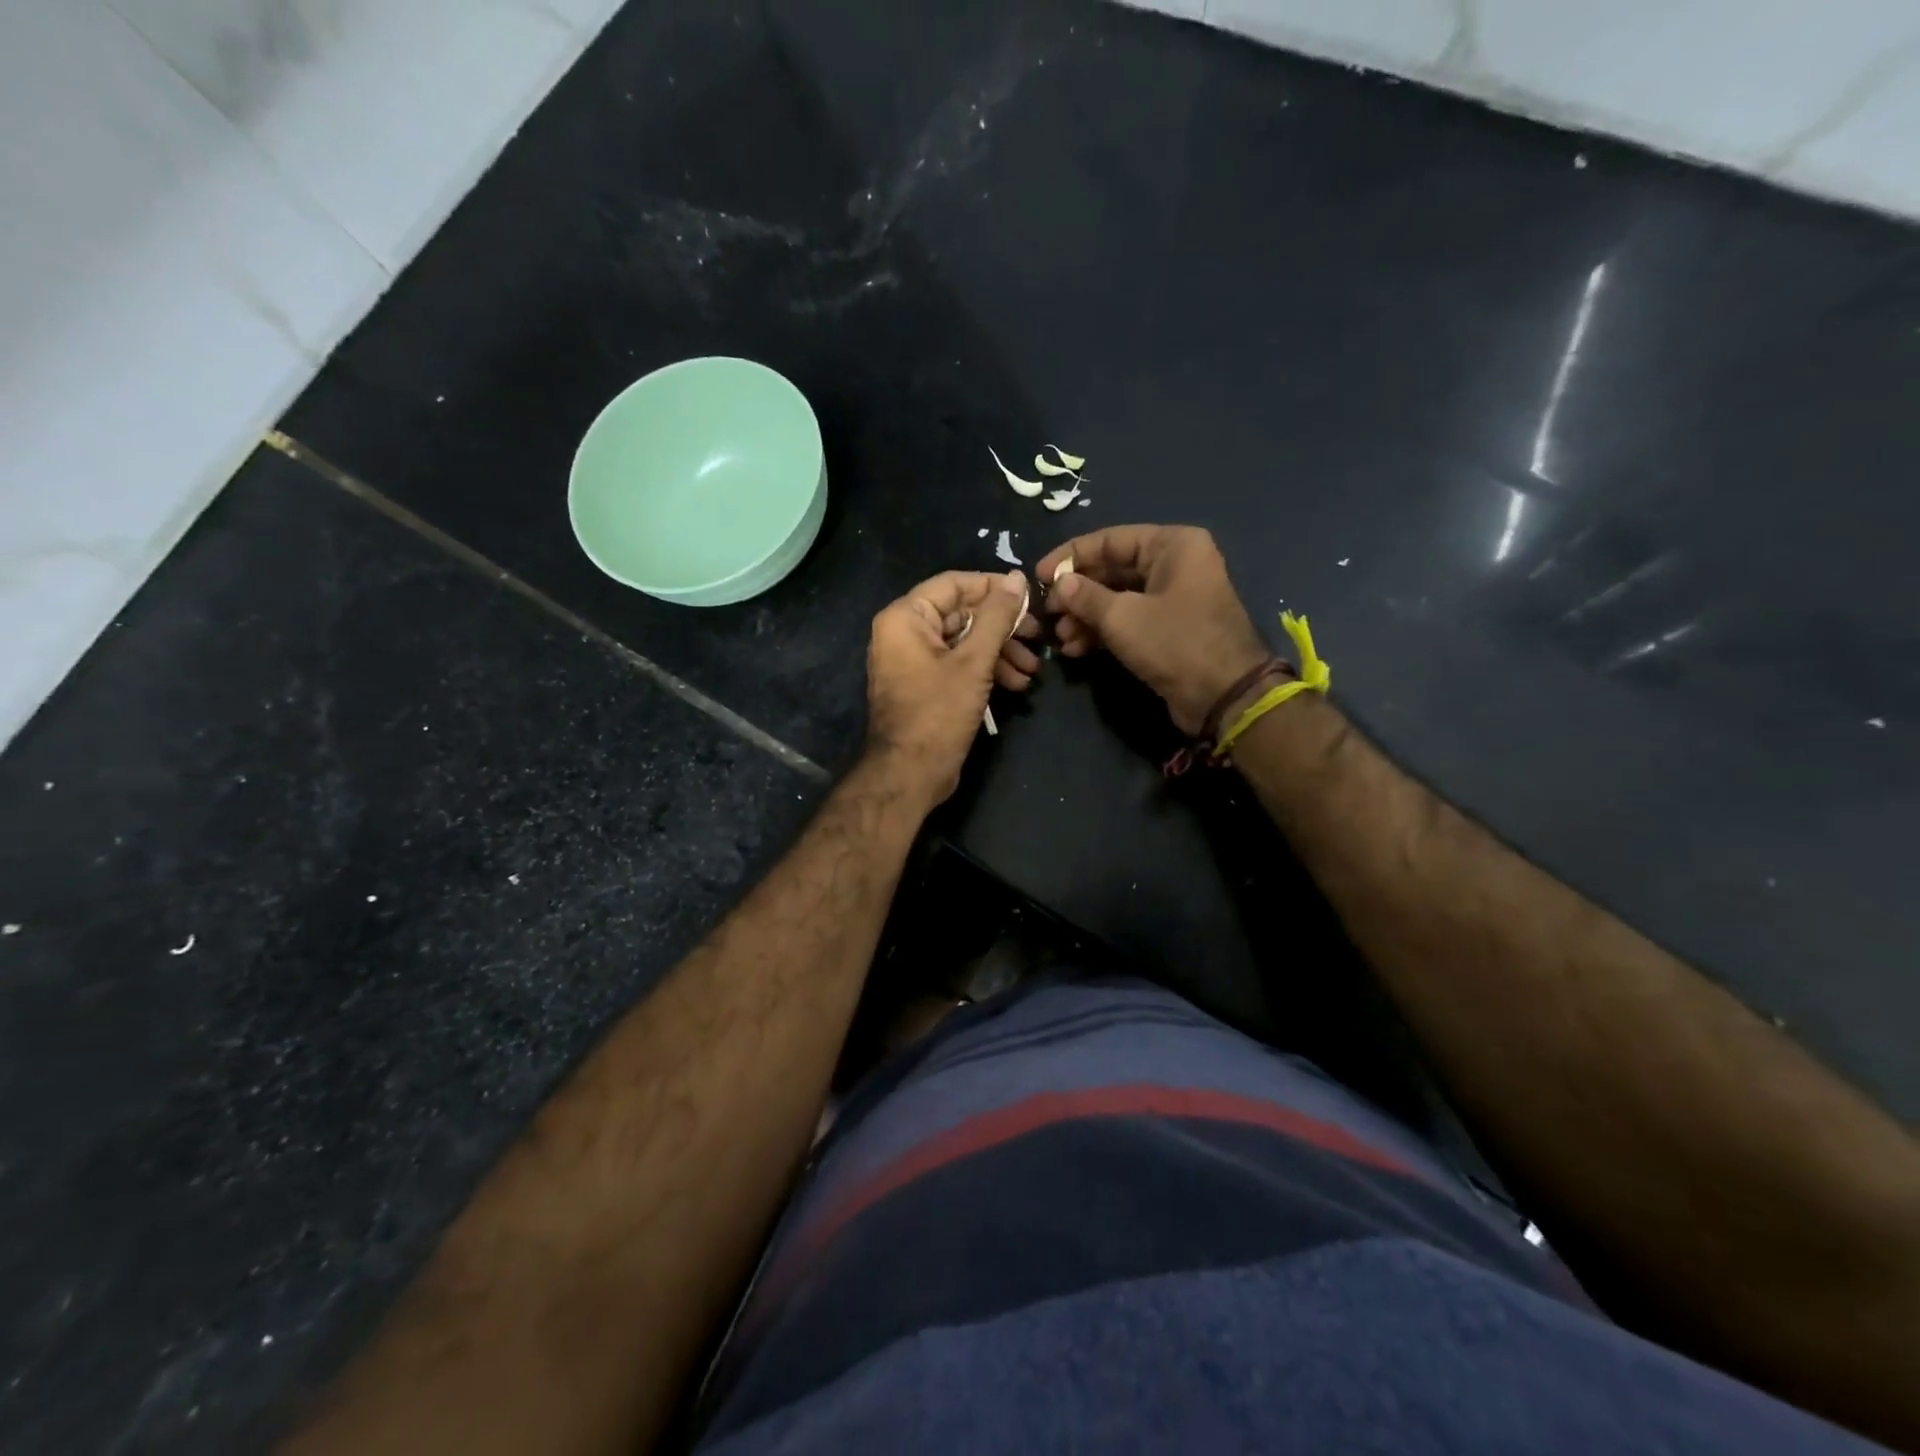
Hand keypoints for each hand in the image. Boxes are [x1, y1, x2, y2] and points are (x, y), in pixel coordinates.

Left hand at [865, 568, 1030, 806]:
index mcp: (906, 618)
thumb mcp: (974, 662)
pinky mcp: (925, 686)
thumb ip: (997, 617)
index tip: (1030, 597)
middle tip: (1038, 637)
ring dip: (1000, 653)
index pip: (954, 584)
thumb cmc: (937, 713)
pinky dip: (985, 671)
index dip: (993, 587)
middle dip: (1003, 628)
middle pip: (962, 614)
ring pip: (964, 642)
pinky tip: (1016, 684)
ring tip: (1032, 670)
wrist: (909, 775)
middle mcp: (904, 633)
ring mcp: (913, 661)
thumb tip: (1017, 578)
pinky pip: (958, 665)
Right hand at [1020, 525, 1269, 736]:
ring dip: (1085, 617)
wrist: (1223, 696)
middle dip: (1077, 593)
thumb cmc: (1174, 642)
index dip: (1070, 556)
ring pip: (1117, 599)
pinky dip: (1102, 632)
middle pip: (1112, 570)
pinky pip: (1128, 621)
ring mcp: (1173, 598)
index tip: (1039, 576)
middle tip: (1048, 612)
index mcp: (1172, 545)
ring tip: (1059, 637)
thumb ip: (1085, 596)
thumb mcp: (1122, 616)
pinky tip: (1075, 649)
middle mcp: (1175, 565)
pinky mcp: (1168, 629)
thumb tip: (1060, 584)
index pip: (1110, 540)